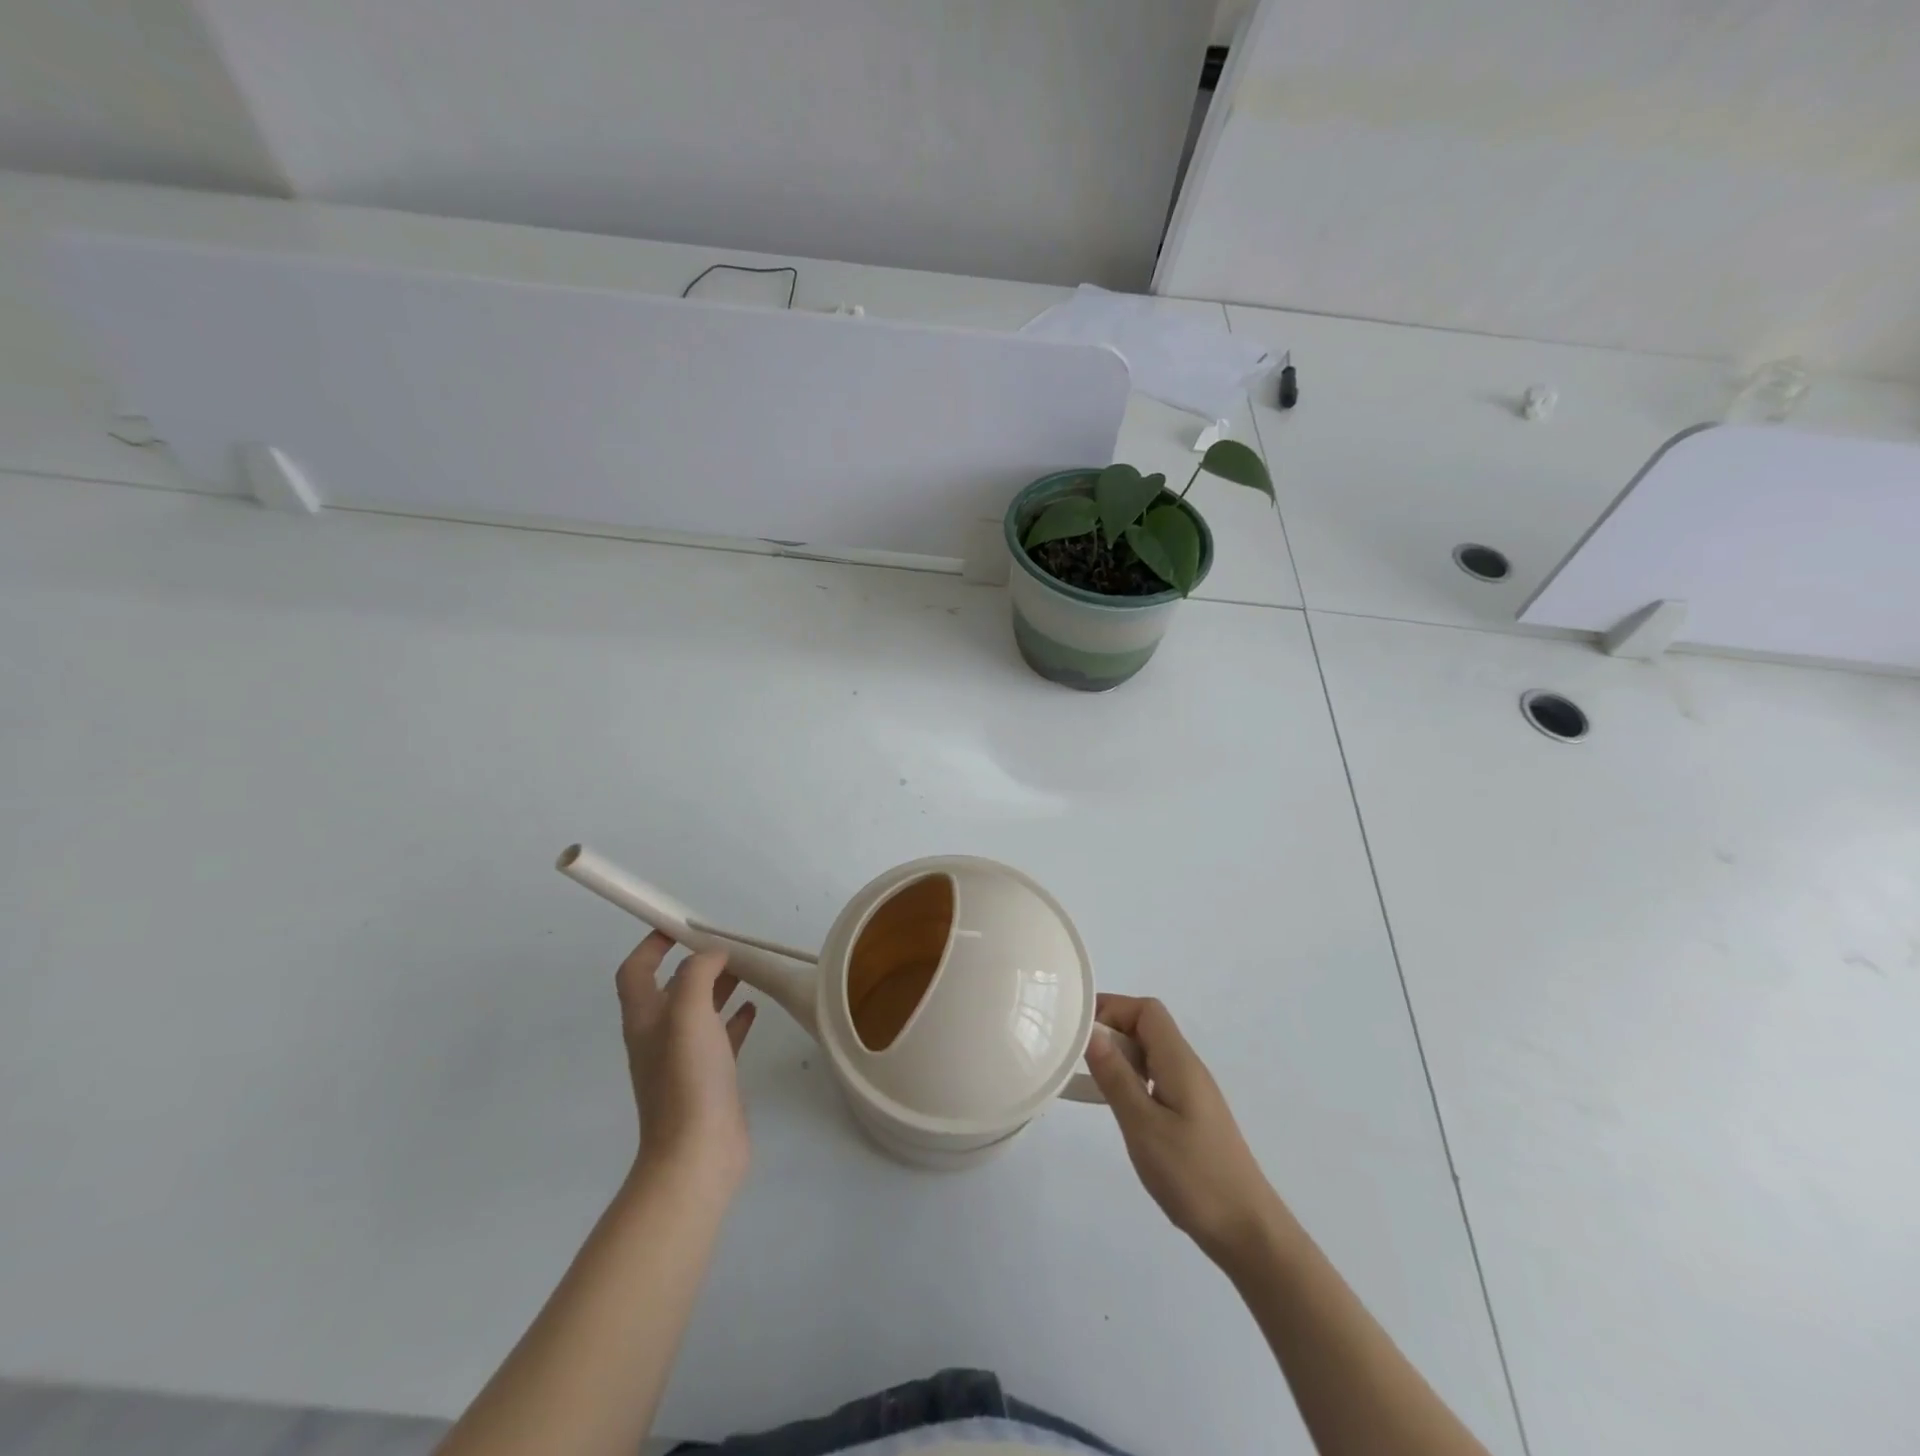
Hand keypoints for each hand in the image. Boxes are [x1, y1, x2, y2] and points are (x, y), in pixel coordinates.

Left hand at [616, 932, 756, 1192]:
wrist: (698, 1154)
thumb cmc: (688, 1079)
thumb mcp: (687, 1013)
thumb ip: (697, 974)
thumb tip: (711, 954)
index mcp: (645, 1019)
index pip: (635, 971)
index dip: (651, 944)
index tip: (680, 924)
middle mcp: (660, 1036)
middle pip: (671, 987)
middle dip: (696, 962)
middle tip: (728, 945)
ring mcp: (685, 1059)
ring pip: (700, 1010)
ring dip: (719, 986)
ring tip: (748, 968)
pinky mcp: (711, 1078)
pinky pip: (722, 1037)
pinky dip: (736, 1018)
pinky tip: (755, 1008)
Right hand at [1084, 994, 1280, 1267]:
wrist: (1247, 1231)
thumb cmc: (1193, 1175)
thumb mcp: (1143, 1125)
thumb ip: (1116, 1076)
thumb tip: (1092, 1032)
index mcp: (1179, 1061)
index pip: (1146, 1010)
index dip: (1112, 1008)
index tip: (1079, 1028)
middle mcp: (1187, 1067)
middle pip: (1147, 1027)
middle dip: (1111, 1031)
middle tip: (1076, 1056)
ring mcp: (1192, 1092)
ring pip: (1150, 1054)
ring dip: (1119, 1057)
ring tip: (1089, 1080)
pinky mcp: (1191, 1115)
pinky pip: (1156, 1079)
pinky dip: (1132, 1081)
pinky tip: (1118, 1108)